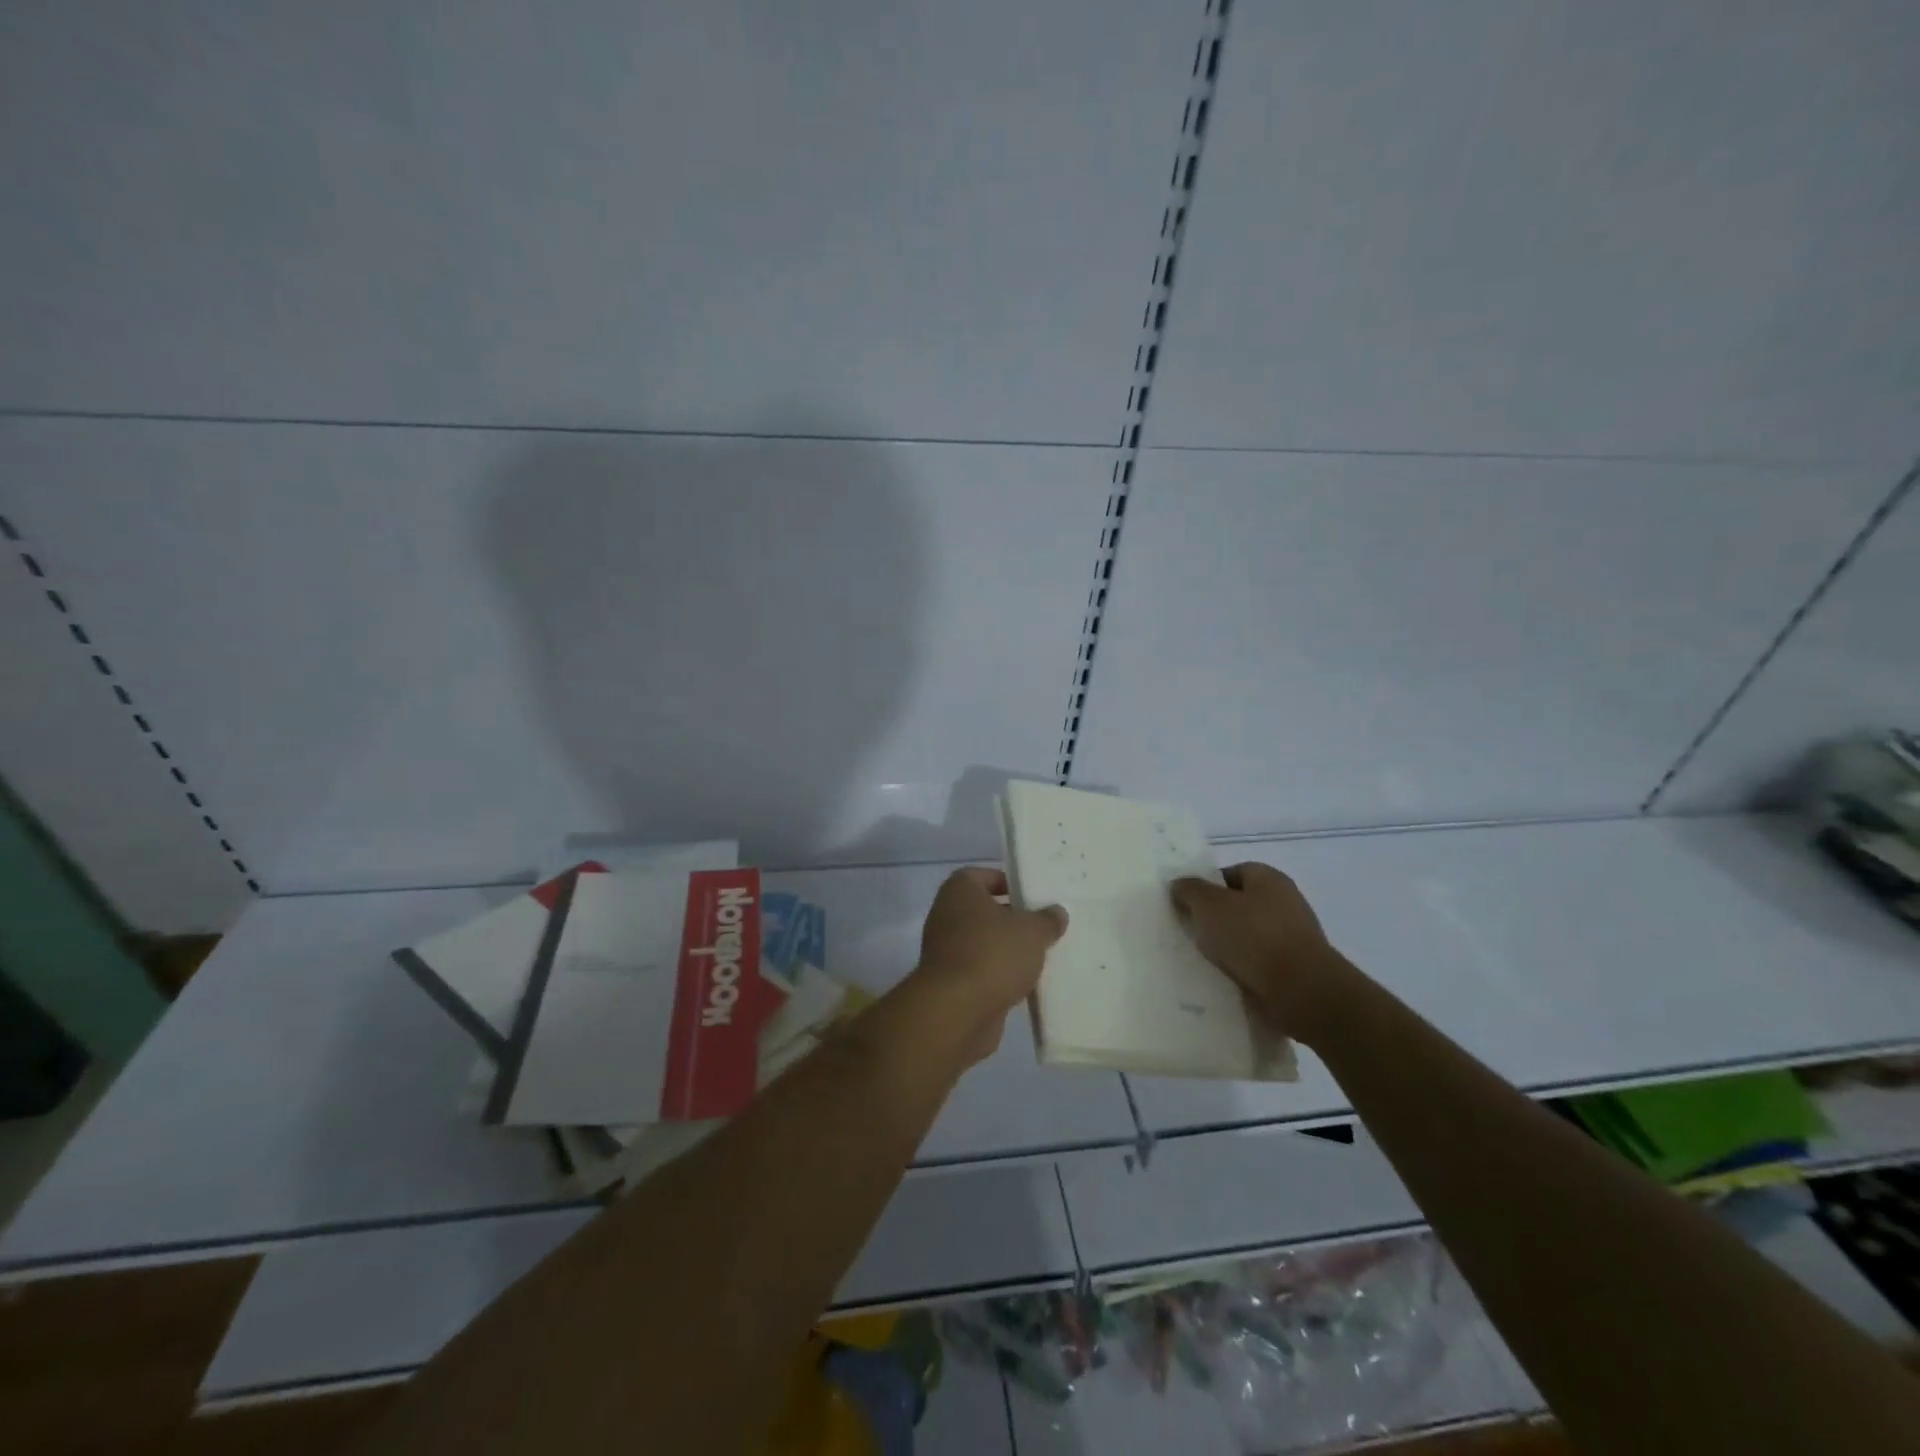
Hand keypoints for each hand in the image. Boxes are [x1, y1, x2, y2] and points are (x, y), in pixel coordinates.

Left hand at [914, 868, 1067, 1060]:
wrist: (957, 1011)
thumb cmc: (993, 954)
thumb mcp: (1032, 931)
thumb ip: (1047, 919)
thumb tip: (1057, 912)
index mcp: (959, 891)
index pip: (981, 875)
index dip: (1006, 882)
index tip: (1031, 895)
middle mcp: (947, 916)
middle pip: (984, 911)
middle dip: (1012, 918)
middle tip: (1044, 925)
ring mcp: (946, 952)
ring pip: (983, 943)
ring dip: (1007, 949)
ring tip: (1042, 955)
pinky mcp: (951, 984)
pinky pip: (981, 971)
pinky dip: (1000, 976)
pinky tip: (1027, 984)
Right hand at [1169, 863, 1361, 1043]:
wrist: (1302, 993)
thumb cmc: (1254, 937)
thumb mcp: (1209, 905)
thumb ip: (1189, 890)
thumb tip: (1179, 885)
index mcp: (1269, 878)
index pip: (1230, 873)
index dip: (1206, 886)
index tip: (1186, 905)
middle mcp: (1285, 902)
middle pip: (1238, 905)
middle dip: (1214, 919)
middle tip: (1188, 932)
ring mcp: (1292, 937)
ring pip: (1246, 937)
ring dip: (1226, 948)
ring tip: (1201, 960)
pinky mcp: (1294, 970)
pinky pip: (1258, 965)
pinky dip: (1241, 971)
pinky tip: (1223, 980)